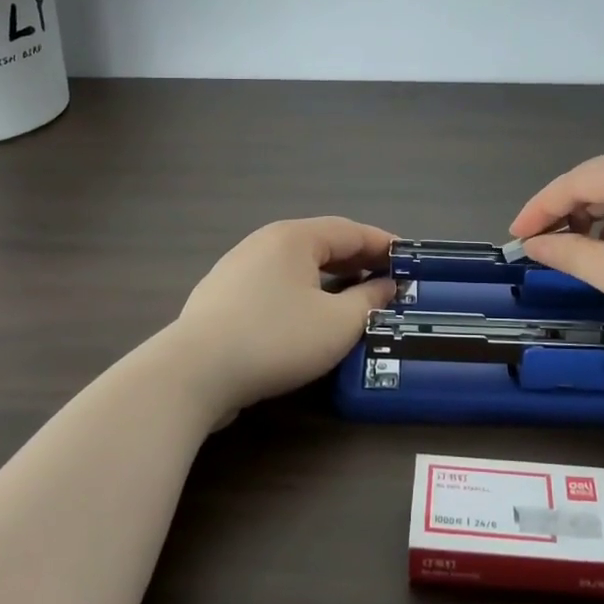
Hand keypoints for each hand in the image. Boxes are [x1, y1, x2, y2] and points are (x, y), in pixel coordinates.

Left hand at [172, 217, 396, 420]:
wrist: (194, 372)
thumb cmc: (276, 339)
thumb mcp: (337, 324)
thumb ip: (369, 301)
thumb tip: (387, 285)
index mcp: (294, 238)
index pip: (350, 230)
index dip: (383, 243)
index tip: (409, 258)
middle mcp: (264, 242)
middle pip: (321, 244)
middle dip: (357, 260)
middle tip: (387, 278)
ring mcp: (237, 268)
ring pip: (295, 265)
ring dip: (329, 277)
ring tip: (352, 297)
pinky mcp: (221, 297)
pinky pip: (274, 284)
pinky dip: (301, 292)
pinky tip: (307, 316)